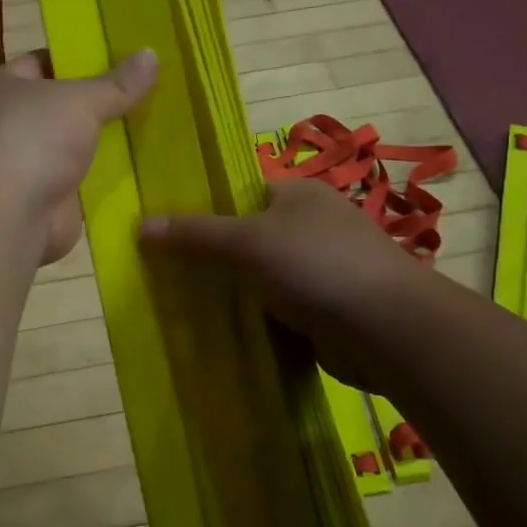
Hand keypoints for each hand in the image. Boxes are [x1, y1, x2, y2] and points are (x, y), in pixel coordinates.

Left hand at [0, 48, 158, 263]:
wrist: (7, 218)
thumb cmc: (31, 140)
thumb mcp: (79, 100)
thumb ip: (117, 83)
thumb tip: (151, 54)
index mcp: (3, 88)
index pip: (44, 63)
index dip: (81, 58)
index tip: (125, 56)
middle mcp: (11, 125)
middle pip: (64, 106)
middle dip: (103, 102)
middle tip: (153, 90)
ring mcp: (30, 165)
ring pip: (78, 146)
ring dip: (110, 142)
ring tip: (160, 125)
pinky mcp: (49, 200)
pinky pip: (86, 182)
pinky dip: (111, 178)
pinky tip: (148, 167)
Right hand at [141, 178, 423, 389]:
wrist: (386, 329)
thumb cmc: (316, 265)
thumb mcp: (247, 242)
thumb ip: (195, 235)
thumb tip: (140, 227)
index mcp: (299, 195)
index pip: (242, 194)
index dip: (207, 210)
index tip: (171, 234)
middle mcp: (313, 227)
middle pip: (250, 238)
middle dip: (216, 258)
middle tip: (170, 275)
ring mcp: (323, 270)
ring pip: (263, 278)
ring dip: (236, 293)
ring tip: (187, 306)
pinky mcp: (327, 310)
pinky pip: (280, 311)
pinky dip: (258, 320)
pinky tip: (226, 333)